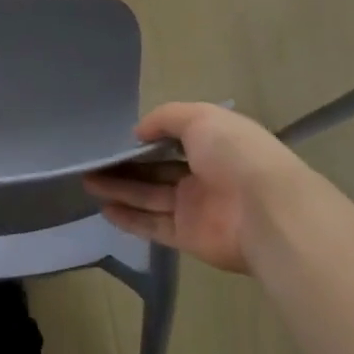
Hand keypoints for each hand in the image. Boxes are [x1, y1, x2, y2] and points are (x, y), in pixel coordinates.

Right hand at [85, 103, 320, 274]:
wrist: (266, 211)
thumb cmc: (234, 153)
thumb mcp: (199, 117)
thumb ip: (165, 119)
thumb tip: (138, 133)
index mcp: (213, 143)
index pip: (176, 138)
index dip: (148, 137)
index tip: (118, 136)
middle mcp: (204, 174)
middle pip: (157, 169)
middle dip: (126, 165)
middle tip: (92, 161)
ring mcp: (195, 207)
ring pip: (149, 196)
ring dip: (119, 189)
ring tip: (87, 181)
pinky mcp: (188, 236)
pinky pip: (153, 226)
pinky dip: (129, 219)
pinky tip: (104, 209)